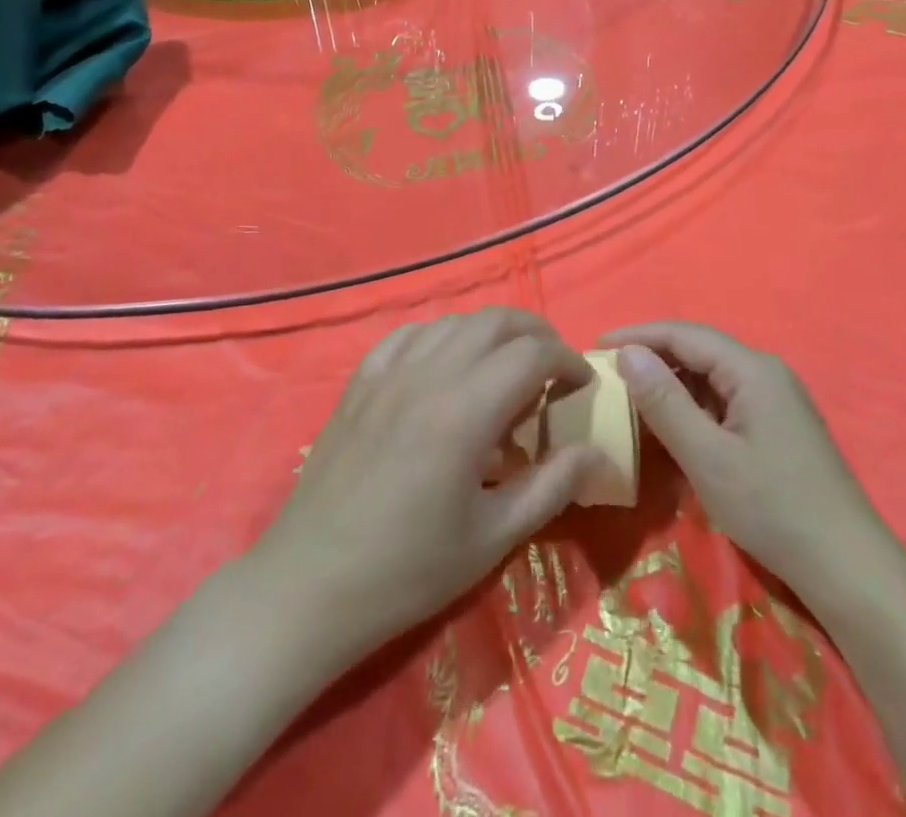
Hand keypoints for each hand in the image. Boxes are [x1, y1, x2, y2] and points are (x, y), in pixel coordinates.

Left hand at [252, 308, 604, 665]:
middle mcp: (429, 374)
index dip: (568, 360)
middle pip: (496, 321)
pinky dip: (441, 336)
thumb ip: (551, 486)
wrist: (311, 584)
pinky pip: (409, 334)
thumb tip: (594, 452)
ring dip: (491, 333)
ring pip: (454, 321)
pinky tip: (445, 365)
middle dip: (536, 334)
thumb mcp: (493, 538)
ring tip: (504, 368)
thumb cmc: (408, 569)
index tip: (582, 385)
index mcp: (465, 410)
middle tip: (553, 368)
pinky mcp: (361, 380)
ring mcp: (389, 372)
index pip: (532, 353)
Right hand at [599, 321, 879, 596]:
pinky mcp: (779, 425)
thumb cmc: (772, 508)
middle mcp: (766, 372)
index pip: (684, 334)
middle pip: (699, 350)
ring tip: (631, 396)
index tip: (595, 346)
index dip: (637, 335)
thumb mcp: (707, 457)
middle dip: (652, 356)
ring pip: (712, 376)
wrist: (848, 567)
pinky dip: (693, 405)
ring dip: (671, 382)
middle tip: (608, 372)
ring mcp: (776, 398)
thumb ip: (665, 402)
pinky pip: (726, 399)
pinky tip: (673, 425)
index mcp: (752, 369)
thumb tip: (627, 353)